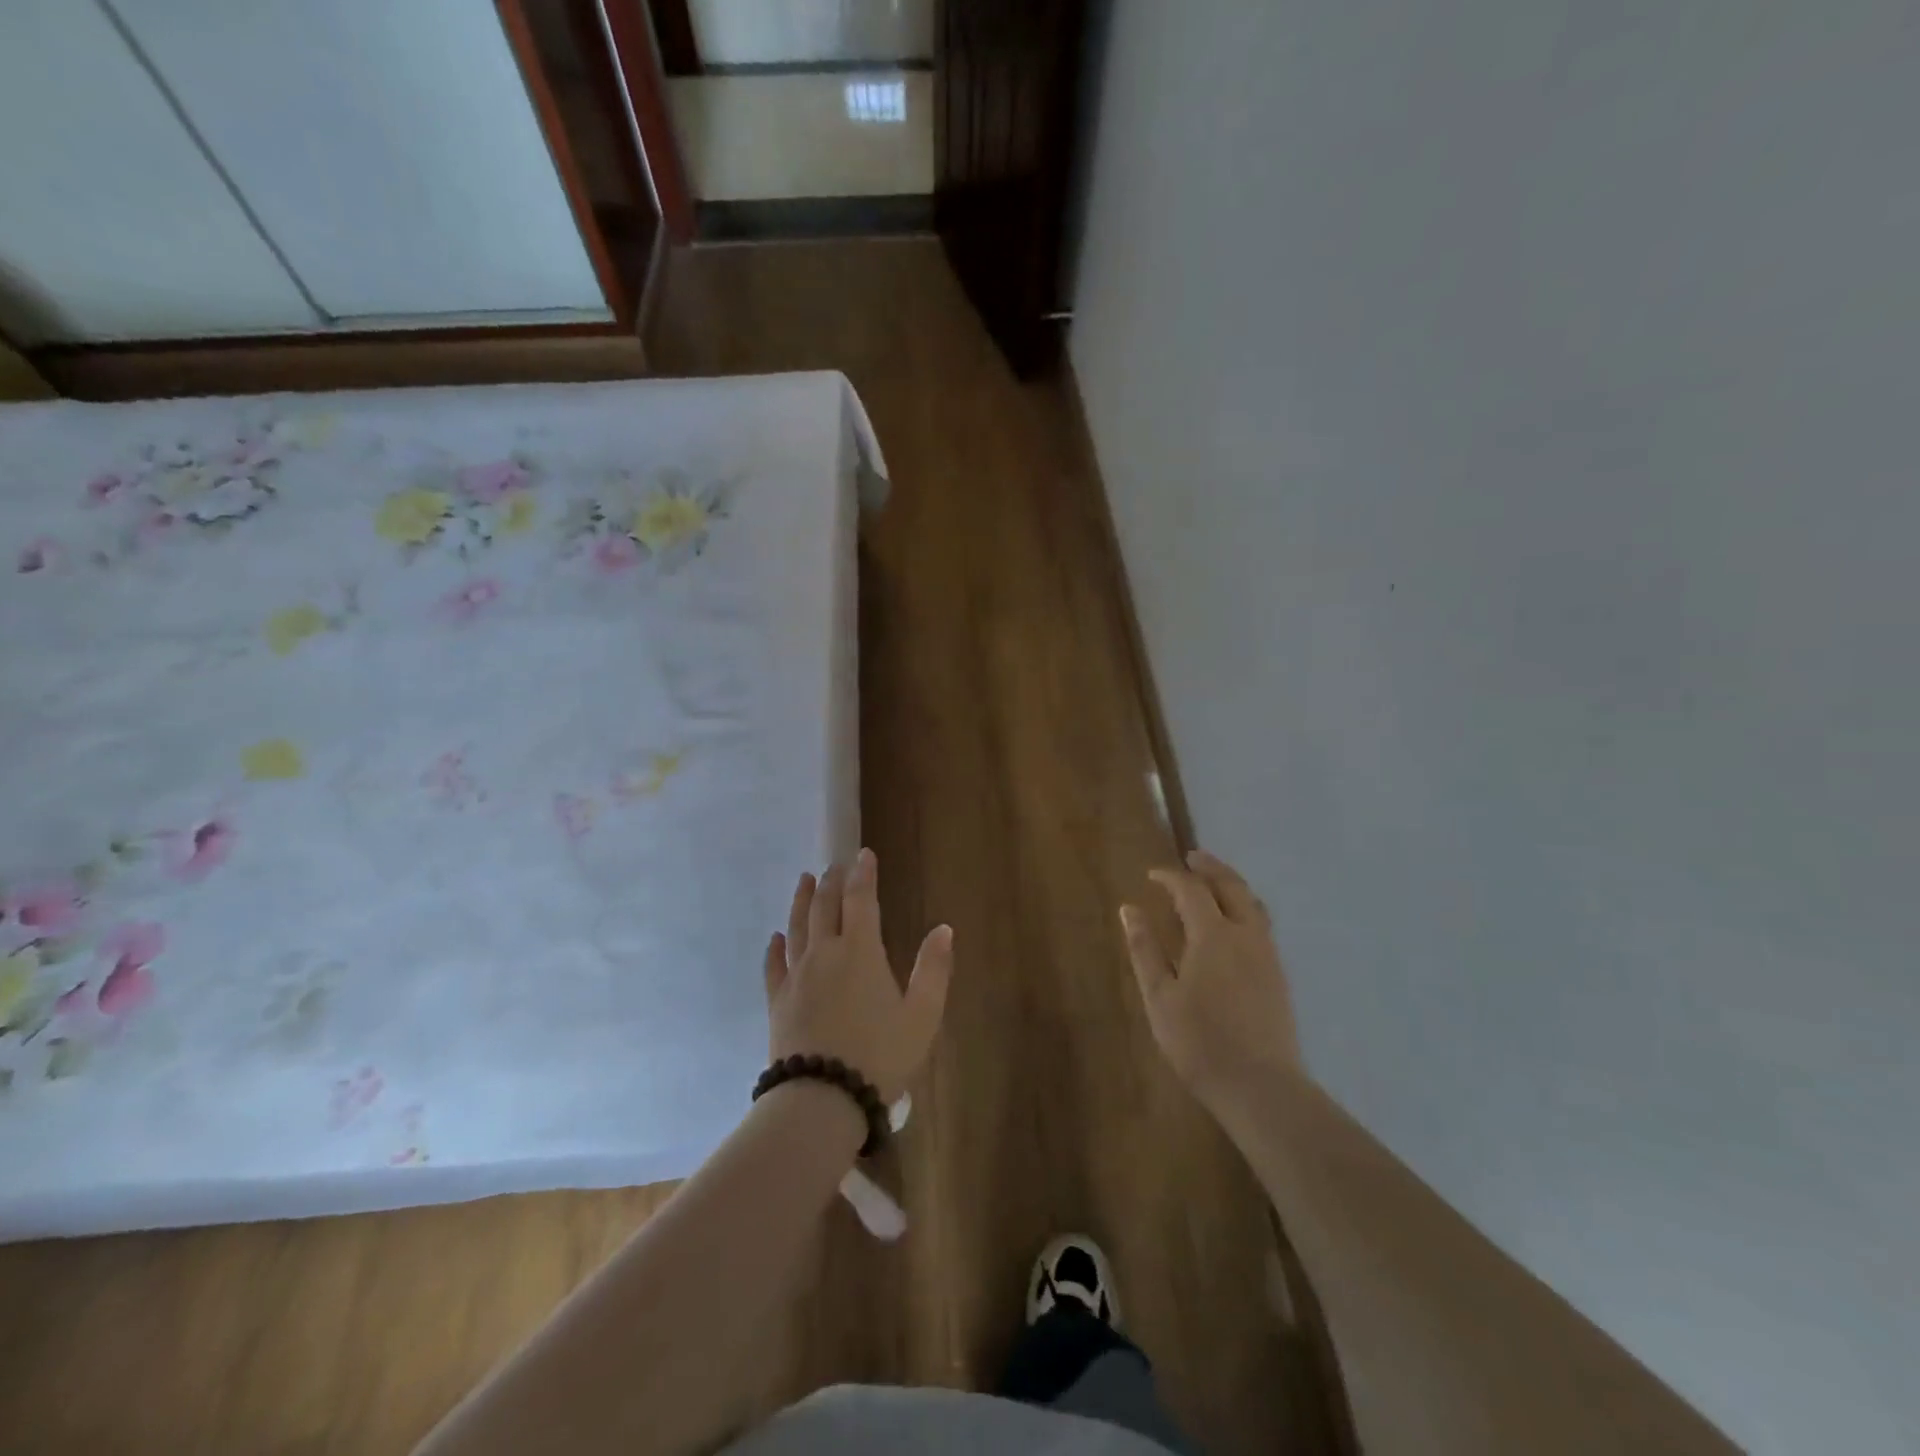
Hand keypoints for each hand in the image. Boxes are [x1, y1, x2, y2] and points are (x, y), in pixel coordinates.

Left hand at [766, 848, 954, 1104]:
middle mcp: (825, 954)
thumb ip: (933, 969)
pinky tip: (775, 937)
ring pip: (797, 927)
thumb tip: (943, 928)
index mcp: (861, 952)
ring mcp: (797, 976)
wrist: (822, 1098)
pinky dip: (775, 947)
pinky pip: (774, 966)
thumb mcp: (922, 1015)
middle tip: (835, 865)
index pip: (861, 900)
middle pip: (825, 907)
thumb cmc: (880, 1055)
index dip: (863, 874)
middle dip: (832, 882)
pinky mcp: (777, 1001)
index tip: (864, 854)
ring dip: (802, 901)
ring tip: (805, 880)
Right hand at [1121, 849, 1301, 1108]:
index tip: (1151, 875)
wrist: (1260, 1086)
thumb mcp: (1159, 996)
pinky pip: (1261, 923)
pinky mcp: (1278, 974)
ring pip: (1253, 903)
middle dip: (1210, 867)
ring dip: (1231, 884)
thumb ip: (1145, 949)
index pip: (1191, 889)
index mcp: (1213, 935)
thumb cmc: (1199, 1041)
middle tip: (1191, 857)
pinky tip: (1232, 923)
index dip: (1170, 877)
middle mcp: (1245, 934)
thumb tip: (1129, 909)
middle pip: (1231, 885)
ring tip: (1213, 882)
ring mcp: (1268, 954)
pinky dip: (1244, 906)